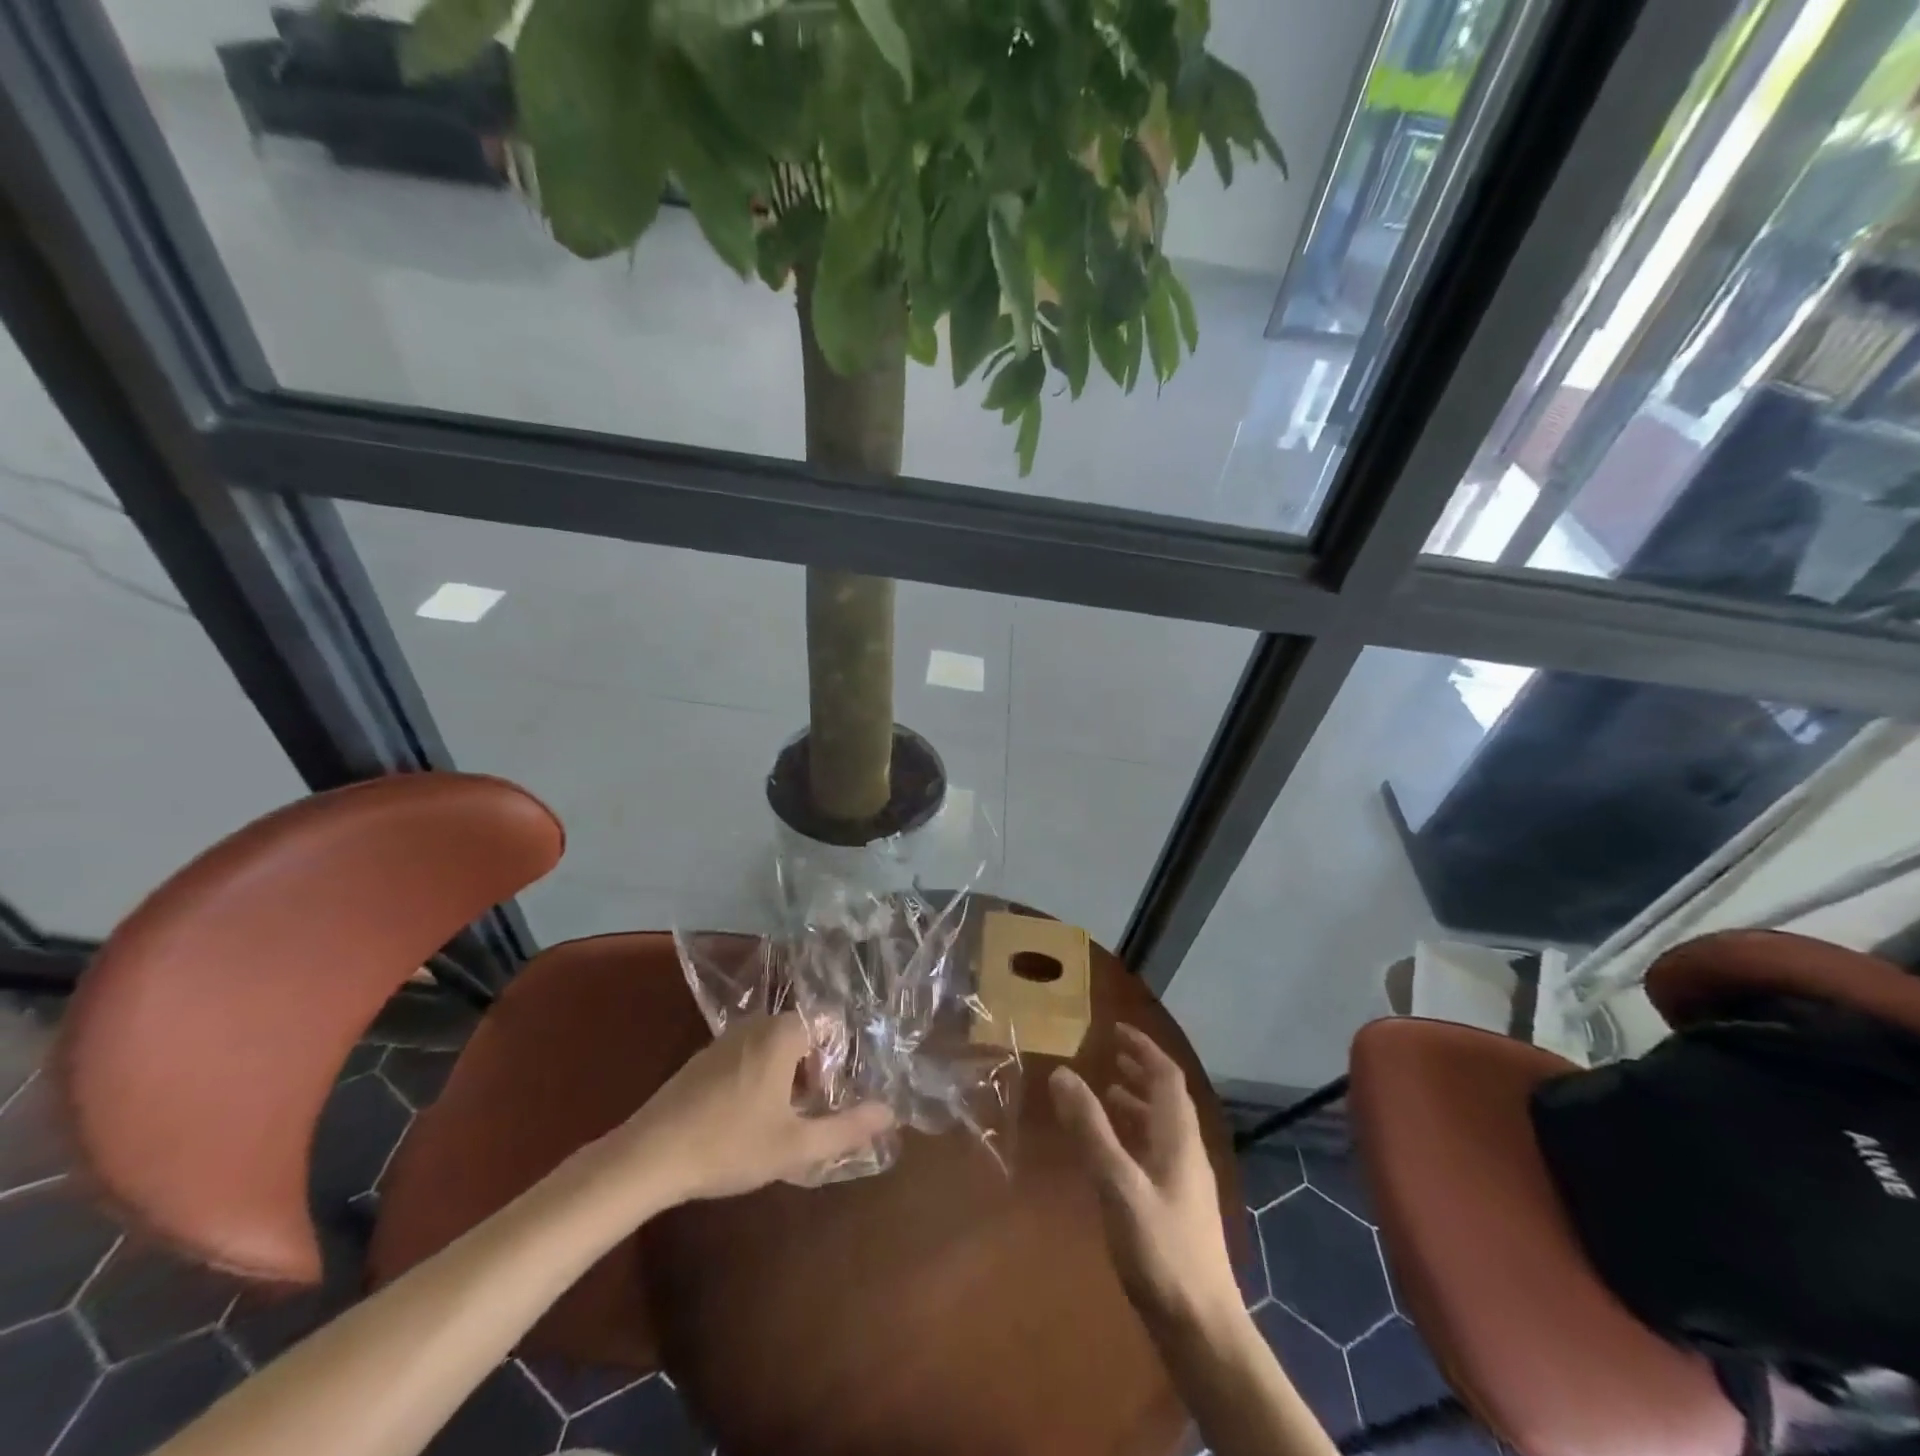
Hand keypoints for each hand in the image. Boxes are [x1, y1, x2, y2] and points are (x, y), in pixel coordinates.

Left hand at [607, 1013, 894, 1204]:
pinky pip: (748, 1057)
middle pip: (802, 1036)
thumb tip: (890, 1112)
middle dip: (814, 1072)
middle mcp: (755, 1025)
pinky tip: (747, 1121)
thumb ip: (846, 1128)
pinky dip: (759, 1079)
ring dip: (786, 1078)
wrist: (647, 1157)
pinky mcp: (703, 1060)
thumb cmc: (729, 1145)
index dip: (839, 1060)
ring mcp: (725, 1040)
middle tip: (812, 1114)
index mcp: (781, 1034)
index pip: (829, 1025)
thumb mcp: (795, 1145)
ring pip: (774, 1048)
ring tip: (783, 1122)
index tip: (834, 1097)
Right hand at [1051, 1024, 1239, 1328]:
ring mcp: (1186, 1183)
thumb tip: (1062, 1073)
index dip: (1143, 1048)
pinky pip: (1157, 1152)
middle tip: (1110, 1054)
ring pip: (1163, 1126)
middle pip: (1167, 1098)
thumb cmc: (1161, 1251)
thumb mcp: (1117, 1184)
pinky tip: (1114, 1152)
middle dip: (1140, 1070)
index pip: (1166, 1076)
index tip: (1115, 1029)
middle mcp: (1187, 1152)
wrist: (1203, 1330)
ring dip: (1138, 1102)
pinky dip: (1135, 1135)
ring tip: (1108, 1093)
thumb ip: (1090, 1129)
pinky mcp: (1178, 1209)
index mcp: (1179, 1138)